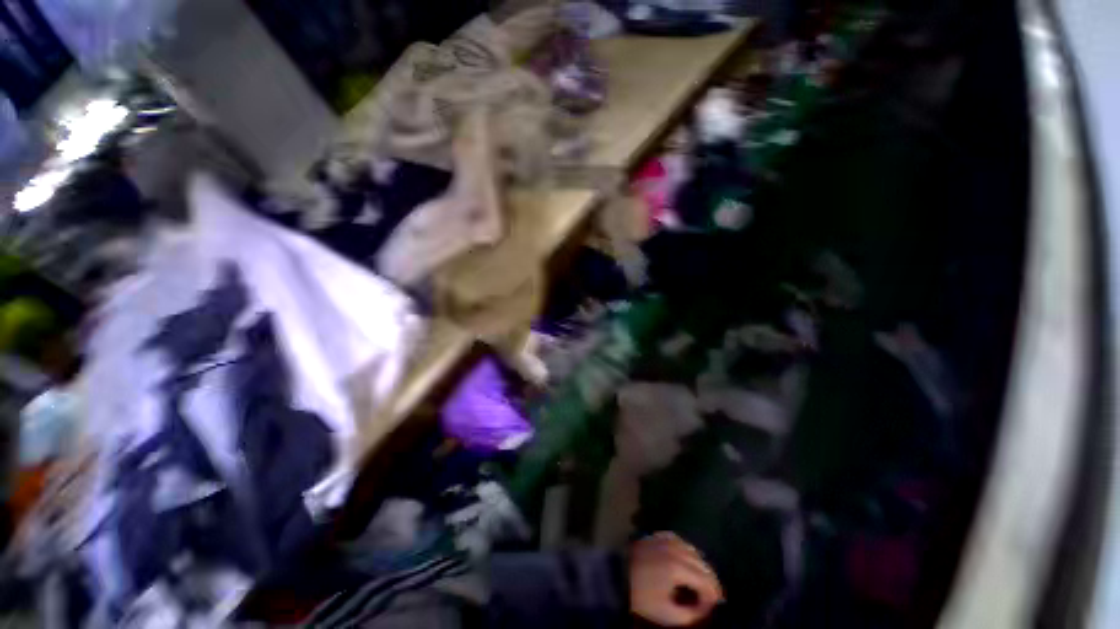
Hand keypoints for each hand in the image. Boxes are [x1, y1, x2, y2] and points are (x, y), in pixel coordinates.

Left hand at [629, 532, 723, 625]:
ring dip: (701, 566)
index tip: (713, 608)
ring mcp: (667, 539)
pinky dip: (689, 553)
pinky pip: (681, 542)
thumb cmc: (641, 596)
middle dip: (710, 582)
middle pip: (703, 565)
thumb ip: (691, 615)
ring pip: (694, 551)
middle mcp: (676, 550)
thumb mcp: (667, 613)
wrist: (617, 573)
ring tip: (702, 582)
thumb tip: (706, 610)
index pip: (706, 582)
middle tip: (712, 597)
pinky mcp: (660, 535)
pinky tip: (688, 563)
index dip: (713, 597)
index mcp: (678, 568)